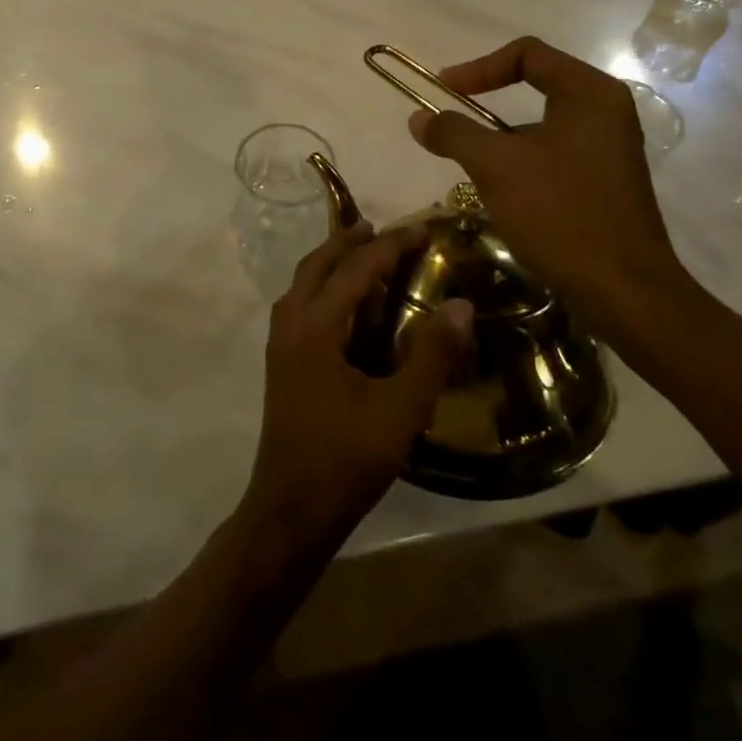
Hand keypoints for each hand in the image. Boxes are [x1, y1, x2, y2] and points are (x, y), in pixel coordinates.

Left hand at [239, 221, 473, 558]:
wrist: (290, 510)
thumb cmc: (346, 460)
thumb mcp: (400, 411)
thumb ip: (431, 356)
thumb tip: (461, 305)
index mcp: (315, 326)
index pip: (356, 269)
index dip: (391, 246)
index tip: (423, 230)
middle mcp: (291, 323)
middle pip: (319, 264)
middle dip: (350, 241)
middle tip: (385, 230)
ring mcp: (280, 342)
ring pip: (304, 282)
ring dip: (333, 261)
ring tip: (364, 254)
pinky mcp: (281, 361)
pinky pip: (301, 303)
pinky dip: (323, 286)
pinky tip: (345, 305)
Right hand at [407, 35, 705, 350]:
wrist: (625, 292)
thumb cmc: (561, 214)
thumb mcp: (496, 166)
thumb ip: (454, 133)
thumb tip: (419, 118)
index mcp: (589, 93)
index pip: (527, 54)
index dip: (478, 67)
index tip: (444, 90)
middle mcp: (606, 112)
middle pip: (536, 84)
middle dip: (487, 101)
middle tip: (453, 121)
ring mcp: (610, 148)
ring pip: (542, 124)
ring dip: (501, 137)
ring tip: (470, 164)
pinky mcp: (607, 182)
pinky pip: (554, 154)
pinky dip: (522, 161)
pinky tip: (502, 193)